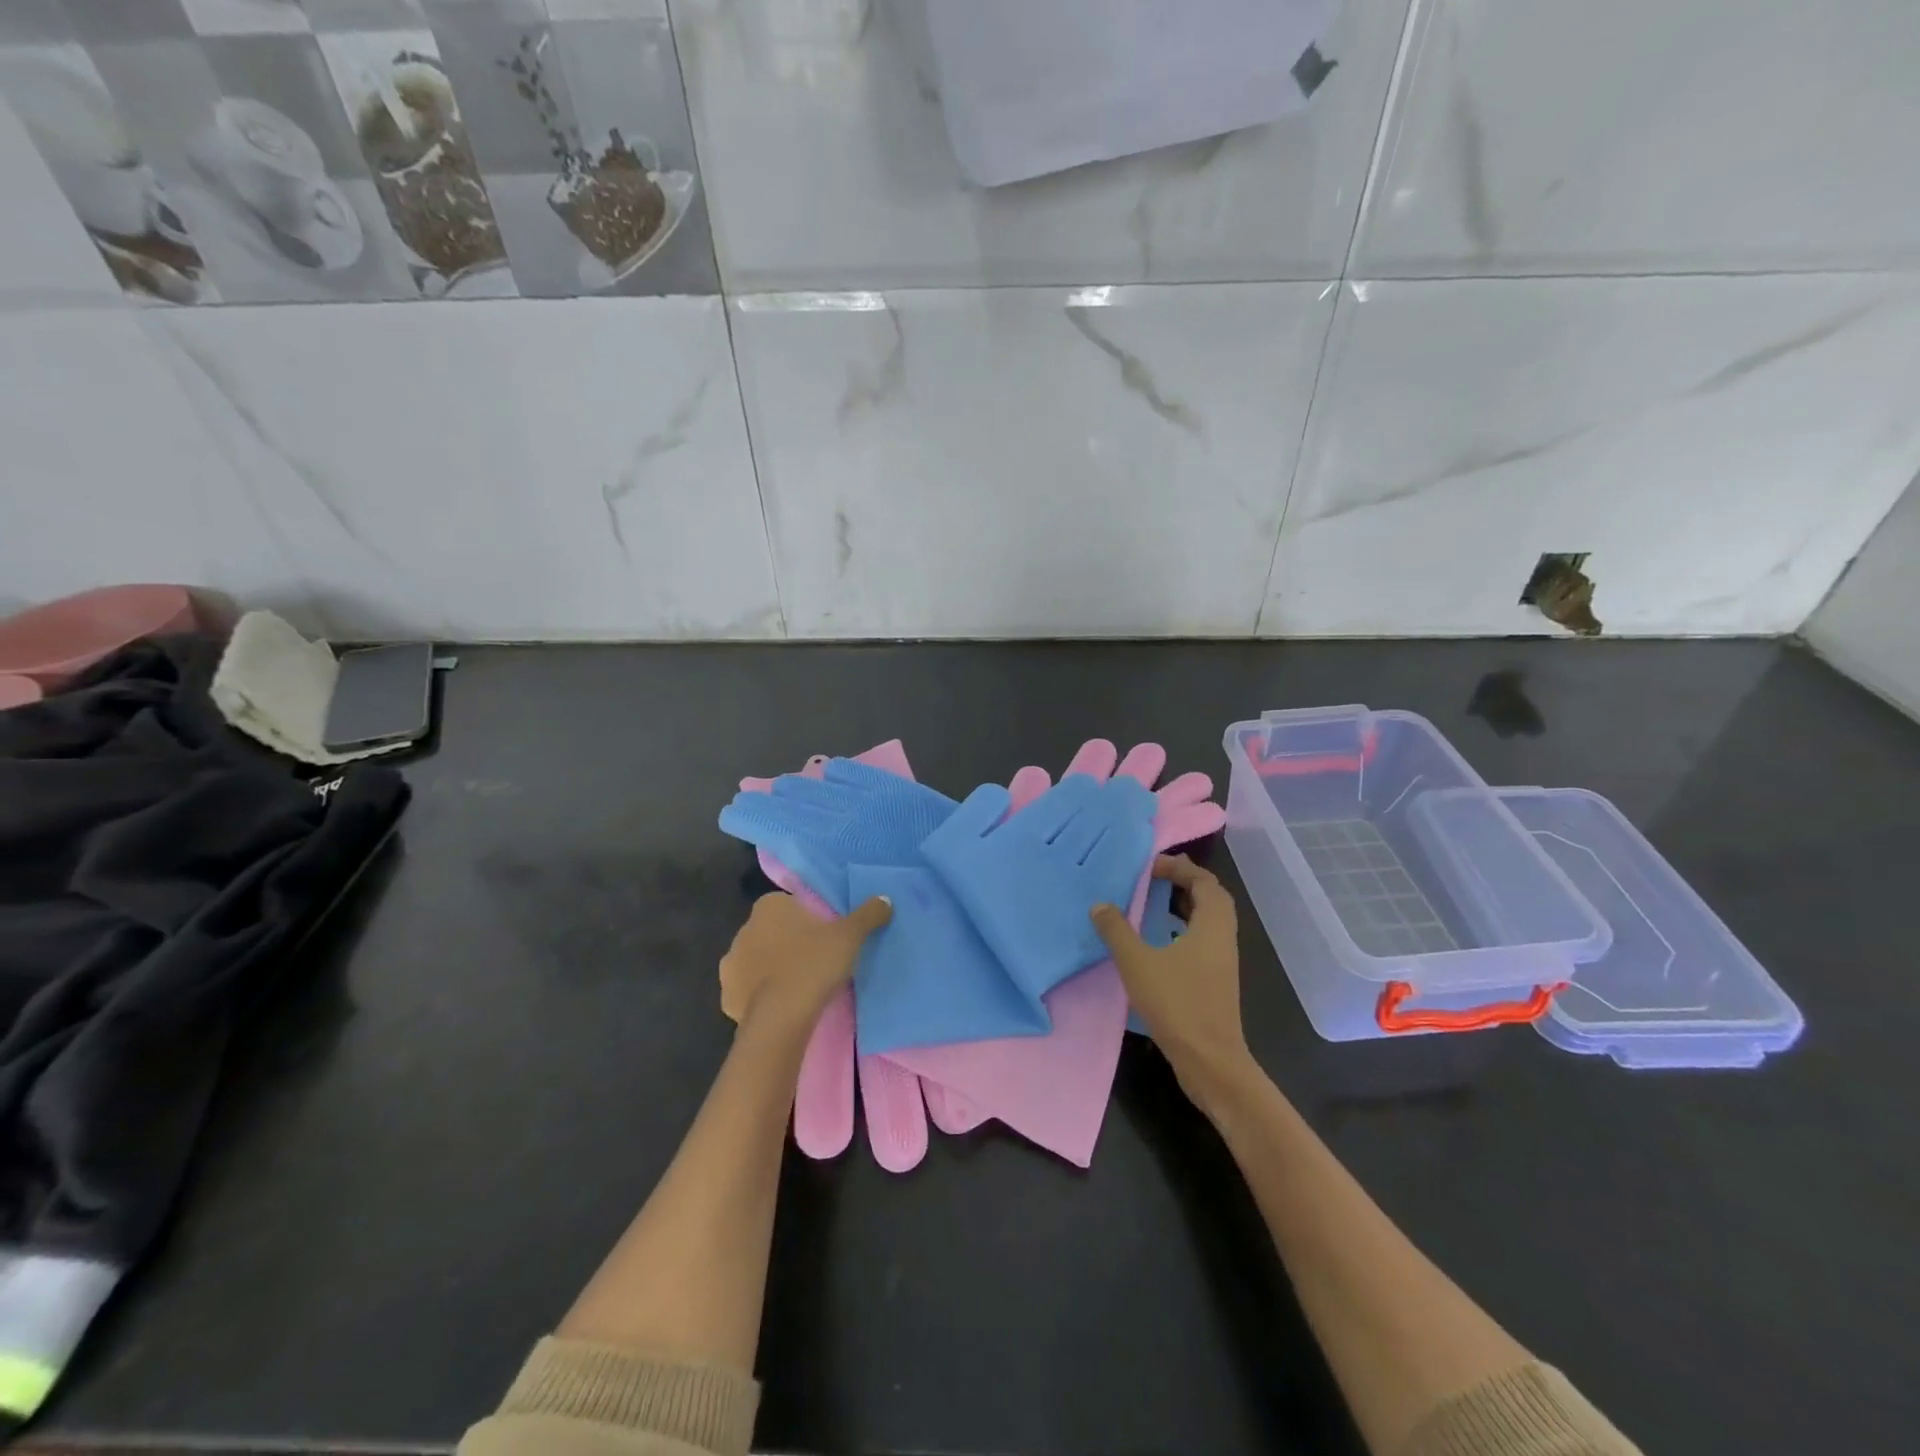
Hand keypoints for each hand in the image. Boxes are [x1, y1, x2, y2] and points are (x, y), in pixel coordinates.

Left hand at [720, 892, 892, 1038]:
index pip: (790, 905)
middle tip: (816, 961)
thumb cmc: (814, 964)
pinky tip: (781, 1005)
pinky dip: (760, 996)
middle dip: (788, 942)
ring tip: (799, 986)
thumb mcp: (849, 936)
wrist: (781, 1017)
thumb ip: (867, 914)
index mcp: (769, 906)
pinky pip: (747, 990)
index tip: (825, 937)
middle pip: (772, 931)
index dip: (808, 919)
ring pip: (757, 960)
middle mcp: (744, 929)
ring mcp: (731, 963)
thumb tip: (885, 899)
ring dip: (772, 969)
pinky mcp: (727, 995)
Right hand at [1091, 856, 1253, 1104]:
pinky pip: (1202, 940)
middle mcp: (1222, 938)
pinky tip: (1157, 941)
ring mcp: (1222, 962)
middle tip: (1154, 877)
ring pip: (1208, 921)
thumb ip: (1117, 931)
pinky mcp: (1216, 982)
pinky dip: (1183, 929)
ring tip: (1153, 902)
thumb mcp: (1138, 963)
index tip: (1150, 866)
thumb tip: (1101, 904)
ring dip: (1185, 906)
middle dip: (1185, 882)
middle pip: (1211, 898)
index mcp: (1212, 926)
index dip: (1179, 868)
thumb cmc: (1178, 1005)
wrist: (1211, 1062)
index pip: (1204, 881)